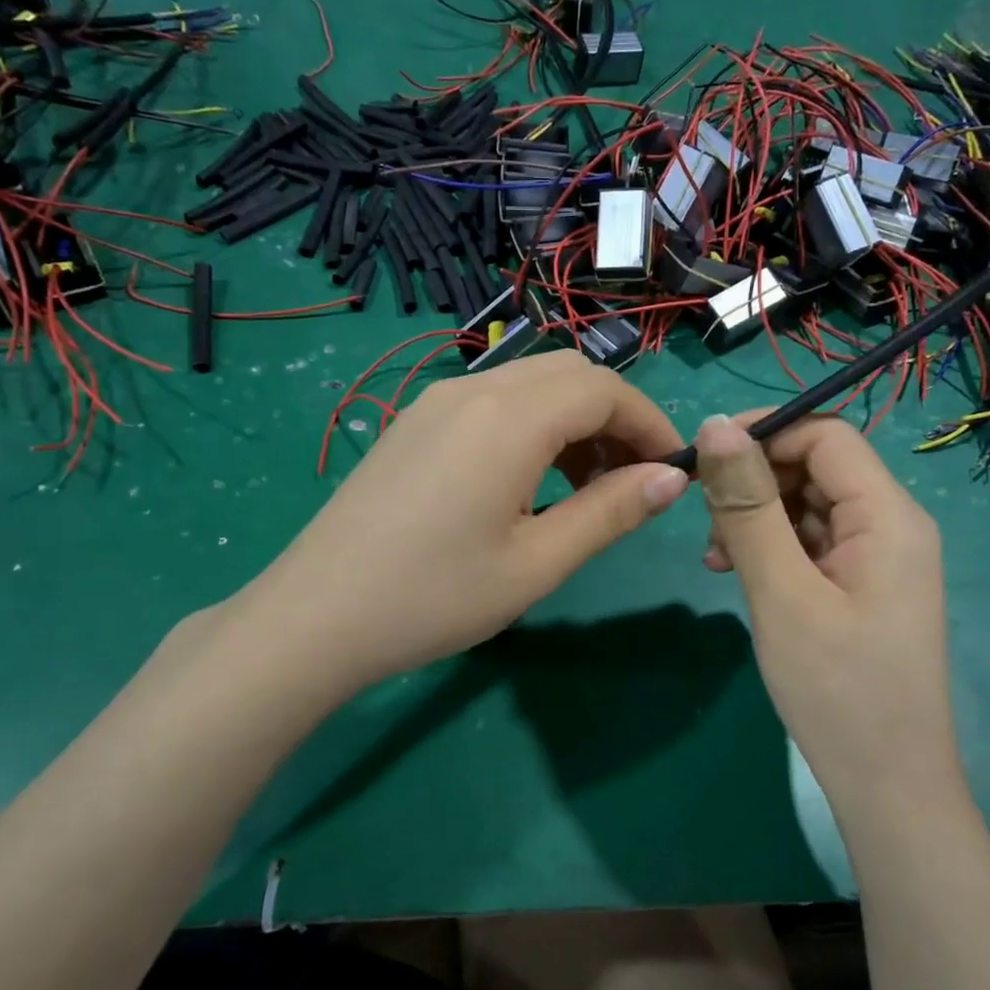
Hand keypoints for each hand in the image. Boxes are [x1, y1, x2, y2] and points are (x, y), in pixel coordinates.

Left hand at [235, 351, 687, 700]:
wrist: (315, 616)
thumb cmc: (434, 597)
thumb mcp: (536, 563)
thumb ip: (609, 512)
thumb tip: (671, 478)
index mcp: (508, 418)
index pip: (604, 391)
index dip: (650, 423)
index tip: (674, 471)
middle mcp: (472, 390)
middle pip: (569, 374)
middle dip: (615, 417)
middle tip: (631, 480)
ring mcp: (436, 402)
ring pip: (530, 384)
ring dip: (573, 421)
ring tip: (584, 489)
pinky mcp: (415, 423)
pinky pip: (492, 402)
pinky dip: (532, 426)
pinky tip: (527, 482)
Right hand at [694, 412, 960, 814]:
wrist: (886, 787)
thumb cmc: (836, 690)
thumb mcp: (781, 592)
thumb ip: (748, 506)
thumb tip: (715, 426)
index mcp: (888, 516)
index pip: (825, 436)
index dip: (763, 434)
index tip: (703, 462)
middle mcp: (891, 525)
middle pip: (815, 468)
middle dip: (754, 485)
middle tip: (707, 527)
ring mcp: (877, 558)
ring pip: (807, 506)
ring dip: (756, 520)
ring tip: (717, 561)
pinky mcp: (860, 585)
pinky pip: (810, 543)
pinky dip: (770, 549)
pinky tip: (736, 575)